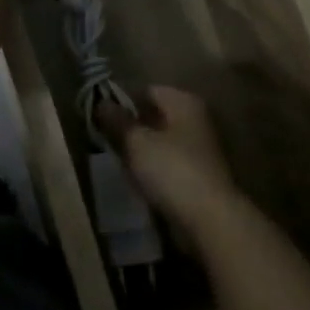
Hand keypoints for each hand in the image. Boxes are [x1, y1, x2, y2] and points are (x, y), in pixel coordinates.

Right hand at [97, 86, 238, 223]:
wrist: (209, 218)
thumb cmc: (171, 170)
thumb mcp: (136, 142)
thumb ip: (117, 121)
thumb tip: (101, 102)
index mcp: (184, 102)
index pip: (146, 91)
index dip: (122, 102)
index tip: (100, 119)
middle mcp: (196, 119)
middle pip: (155, 116)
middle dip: (131, 128)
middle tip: (105, 140)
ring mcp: (200, 148)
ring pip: (161, 141)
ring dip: (141, 150)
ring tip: (118, 162)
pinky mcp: (199, 174)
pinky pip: (168, 163)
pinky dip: (153, 168)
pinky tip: (137, 180)